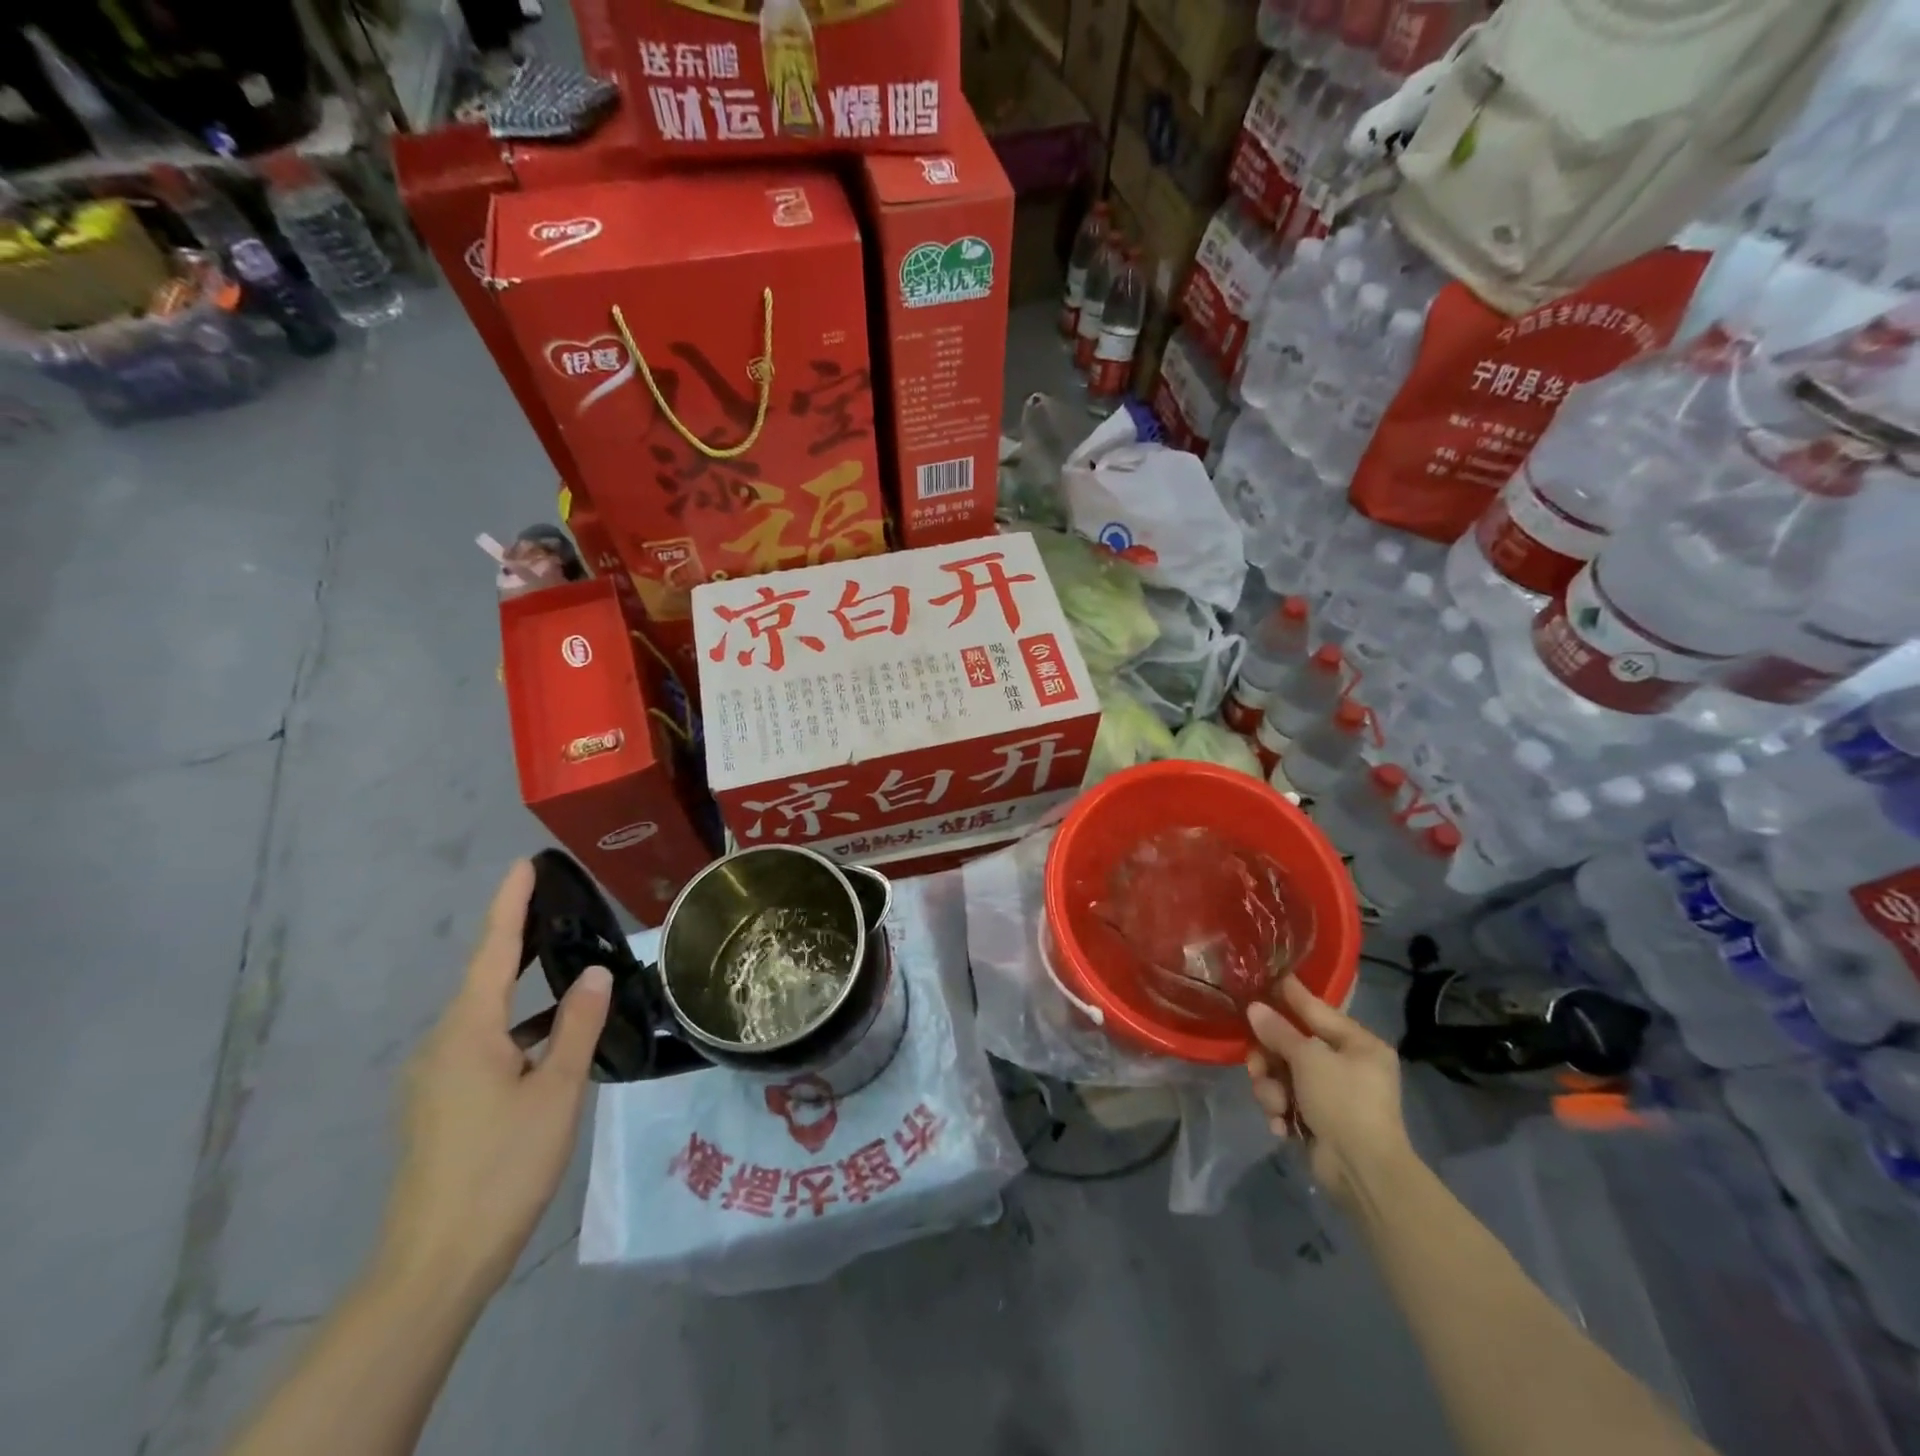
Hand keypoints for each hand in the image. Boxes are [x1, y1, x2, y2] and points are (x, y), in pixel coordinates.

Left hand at [375, 861, 611, 1299]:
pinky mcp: (439, 1105)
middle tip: (560, 907)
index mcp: (467, 1032)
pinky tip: (549, 1039)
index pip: (494, 951)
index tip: (524, 865)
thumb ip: (576, 1026)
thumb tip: (595, 974)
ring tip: (567, 968)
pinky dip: (517, 1026)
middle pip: (485, 978)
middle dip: (520, 941)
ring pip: (486, 1015)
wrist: (434, 1265)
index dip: (510, 906)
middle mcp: (442, 1044)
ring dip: (523, 988)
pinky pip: (482, 1044)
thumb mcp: (556, 1091)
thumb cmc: (502, 1167)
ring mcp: (435, 1077)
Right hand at [1246, 977, 1413, 1210]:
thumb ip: (1279, 1031)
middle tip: (1256, 1066)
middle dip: (1270, 1058)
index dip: (1290, 994)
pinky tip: (1282, 1126)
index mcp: (1358, 1044)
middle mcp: (1348, 1065)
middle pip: (1292, 1045)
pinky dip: (1281, 1112)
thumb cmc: (1344, 1102)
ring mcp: (1332, 1095)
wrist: (1363, 1172)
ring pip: (1284, 1075)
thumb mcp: (1309, 1059)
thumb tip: (1254, 1008)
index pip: (1317, 1009)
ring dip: (1272, 1090)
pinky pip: (1287, 1102)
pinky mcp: (1319, 1120)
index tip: (1266, 978)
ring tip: (1275, 1106)